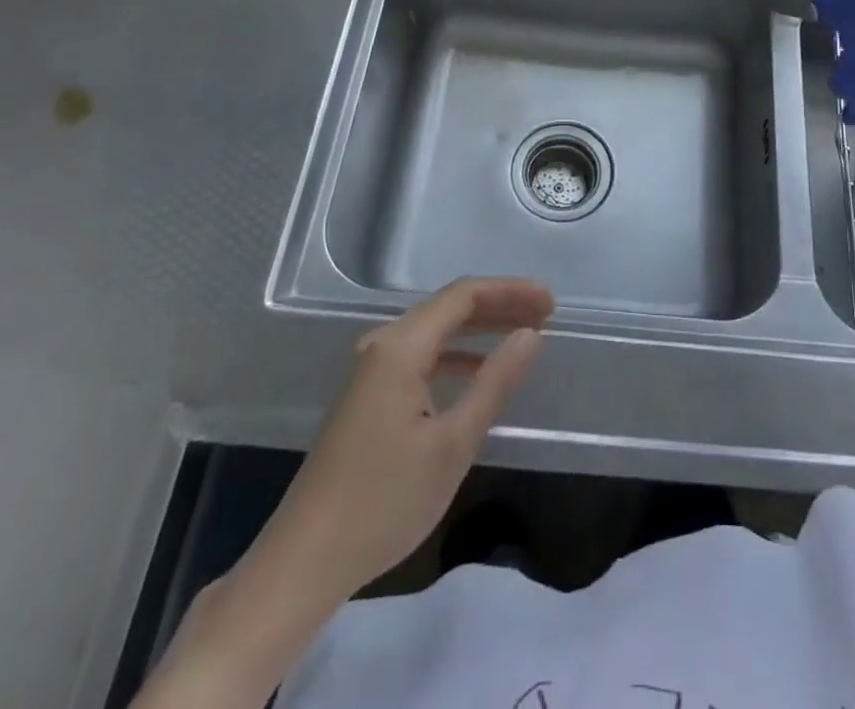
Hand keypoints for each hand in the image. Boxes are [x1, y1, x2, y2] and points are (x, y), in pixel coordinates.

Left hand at [257, 277, 553, 602]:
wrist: (304, 561)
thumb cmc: (384, 501)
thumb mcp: (453, 443)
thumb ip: (494, 382)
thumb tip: (530, 336)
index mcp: (400, 346)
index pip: (464, 296)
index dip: (510, 292)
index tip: (550, 304)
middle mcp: (382, 345)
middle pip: (449, 307)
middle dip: (499, 306)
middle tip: (545, 315)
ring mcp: (370, 370)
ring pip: (435, 331)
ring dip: (479, 329)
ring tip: (522, 335)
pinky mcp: (367, 395)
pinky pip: (420, 355)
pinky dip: (455, 354)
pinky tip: (477, 370)